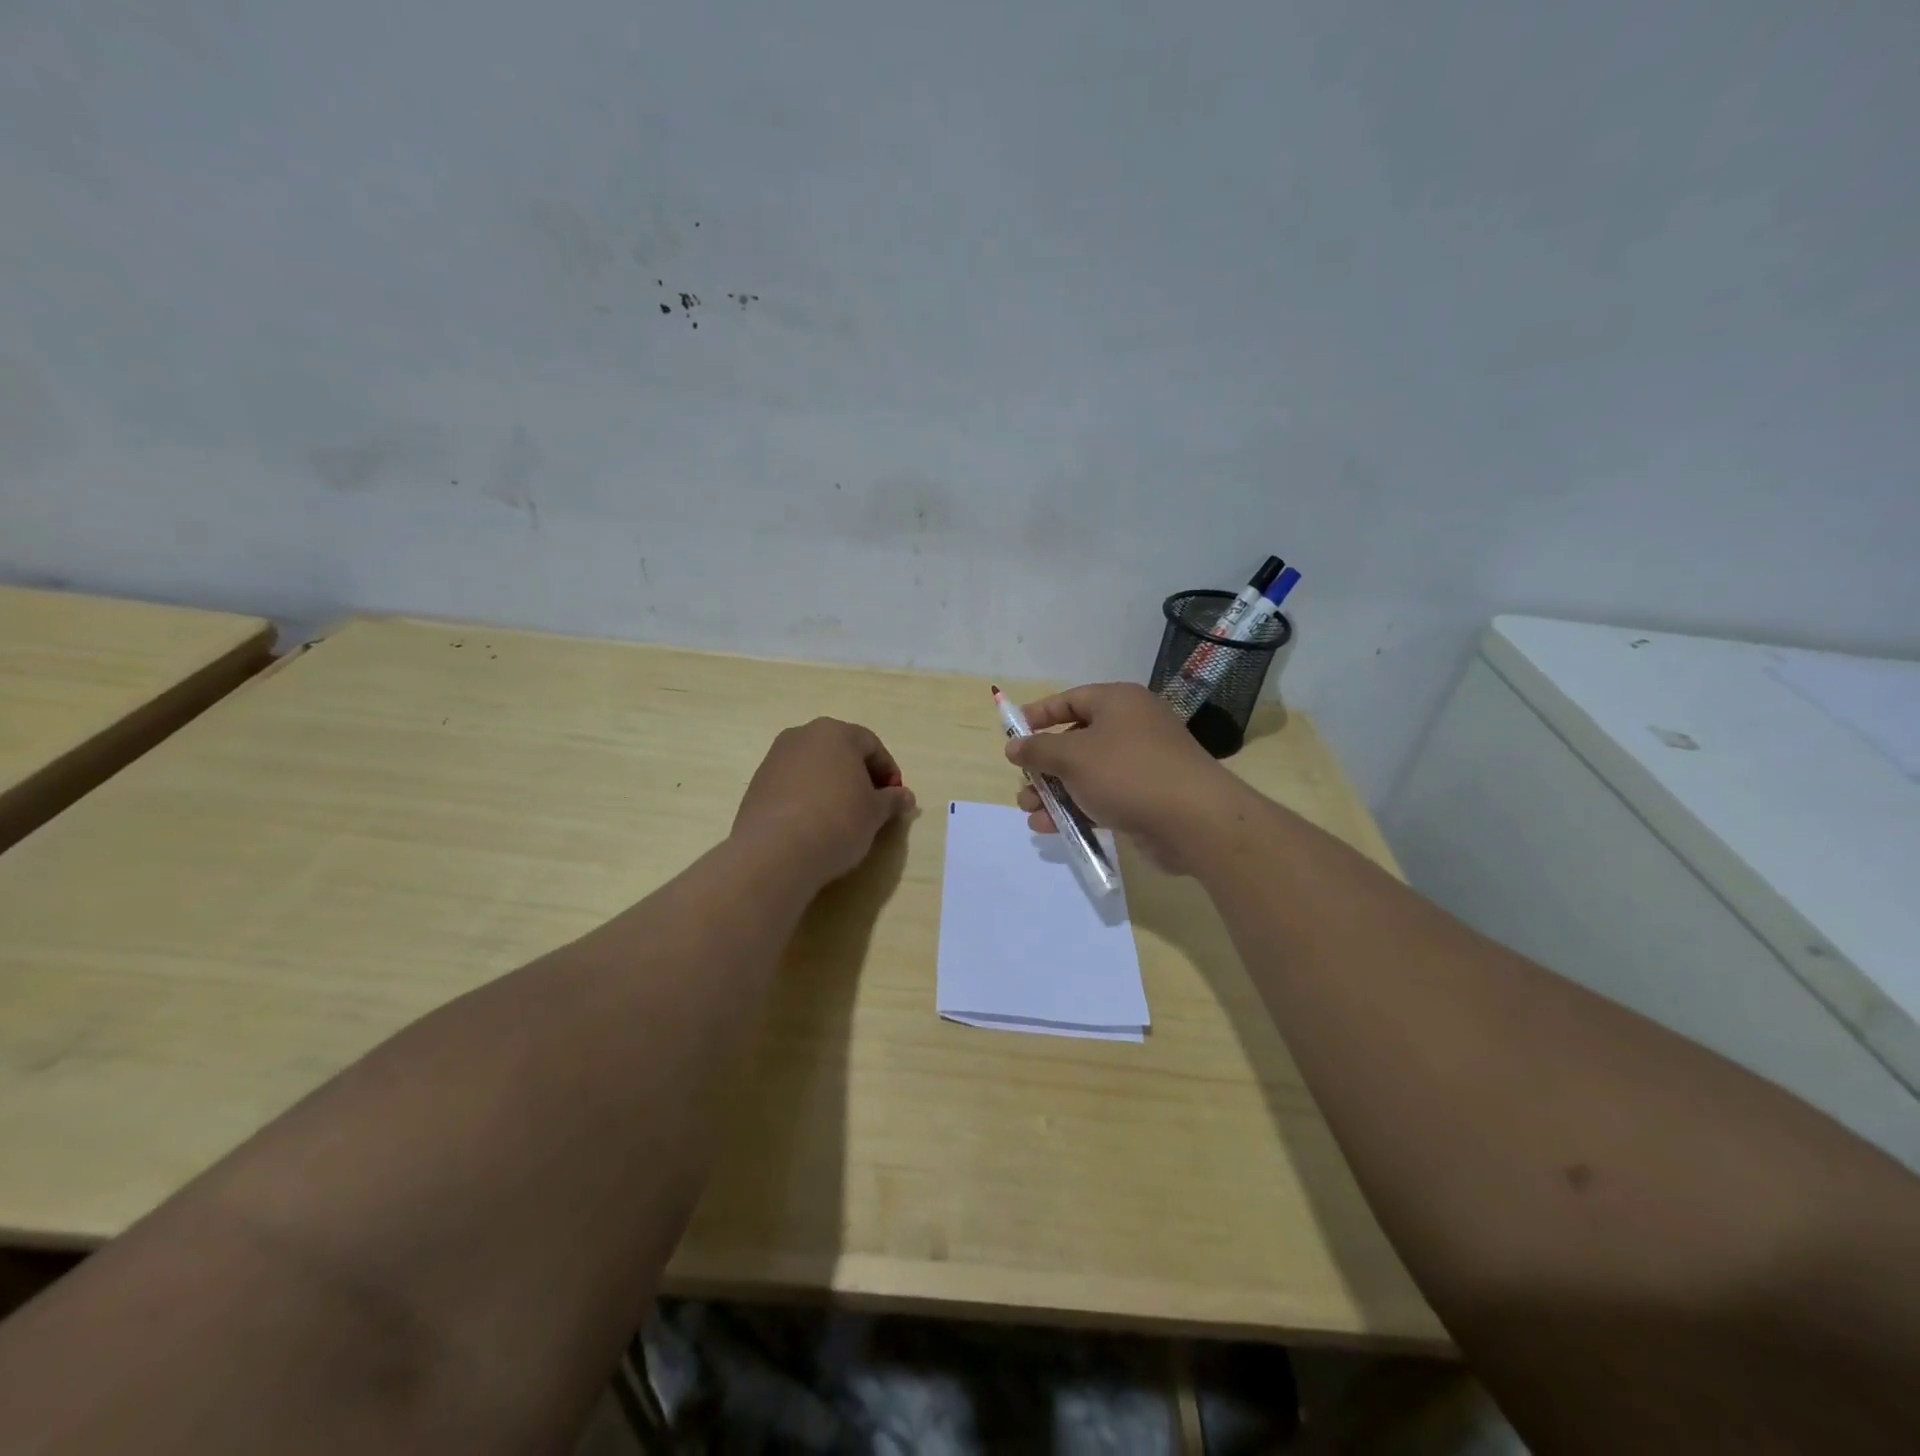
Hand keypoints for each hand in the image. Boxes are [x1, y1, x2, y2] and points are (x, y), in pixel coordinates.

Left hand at [734, 718, 916, 883]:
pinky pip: (792, 786)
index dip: (888, 771)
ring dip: (832, 786)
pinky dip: (808, 799)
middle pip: (840, 751)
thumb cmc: (837, 821)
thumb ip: (892, 800)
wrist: (776, 852)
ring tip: (842, 818)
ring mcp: (774, 759)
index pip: (871, 745)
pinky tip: (814, 825)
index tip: (895, 798)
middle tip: (872, 805)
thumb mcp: (875, 813)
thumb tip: (905, 797)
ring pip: (814, 768)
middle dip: (859, 775)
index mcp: (834, 732)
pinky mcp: (756, 785)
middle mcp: (801, 736)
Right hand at [1007, 683, 1243, 871]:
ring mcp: (1140, 764)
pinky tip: (1052, 829)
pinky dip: (1077, 809)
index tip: (1013, 734)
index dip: (1039, 715)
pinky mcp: (1145, 797)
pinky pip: (1102, 797)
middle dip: (1043, 766)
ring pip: (1086, 774)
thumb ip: (1038, 749)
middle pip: (1075, 740)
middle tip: (1023, 786)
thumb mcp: (1072, 756)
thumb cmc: (1127, 773)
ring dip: (1055, 793)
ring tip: (1031, 814)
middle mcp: (1131, 727)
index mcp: (1117, 702)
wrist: (1193, 820)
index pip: (1070, 700)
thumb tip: (1014, 746)